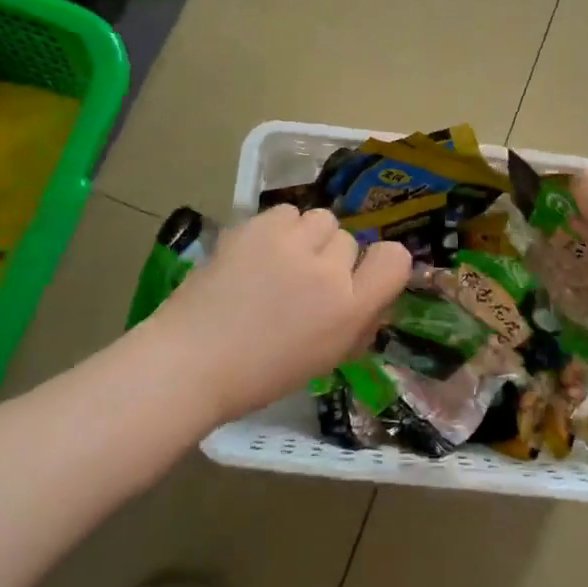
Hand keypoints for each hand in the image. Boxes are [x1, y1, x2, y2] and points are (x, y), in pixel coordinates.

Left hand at [145, 206, 412, 421]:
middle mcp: (327, 271)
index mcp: (349, 309)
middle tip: (303, 280)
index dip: (382, 262)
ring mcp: (290, 244)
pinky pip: (286, 213)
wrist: (192, 361)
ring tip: (279, 260)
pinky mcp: (256, 227)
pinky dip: (277, 228)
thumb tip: (370, 295)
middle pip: (349, 239)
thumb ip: (357, 322)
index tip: (361, 275)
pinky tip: (257, 252)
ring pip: (319, 219)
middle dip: (332, 257)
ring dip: (307, 237)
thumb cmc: (261, 373)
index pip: (395, 259)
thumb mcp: (326, 357)